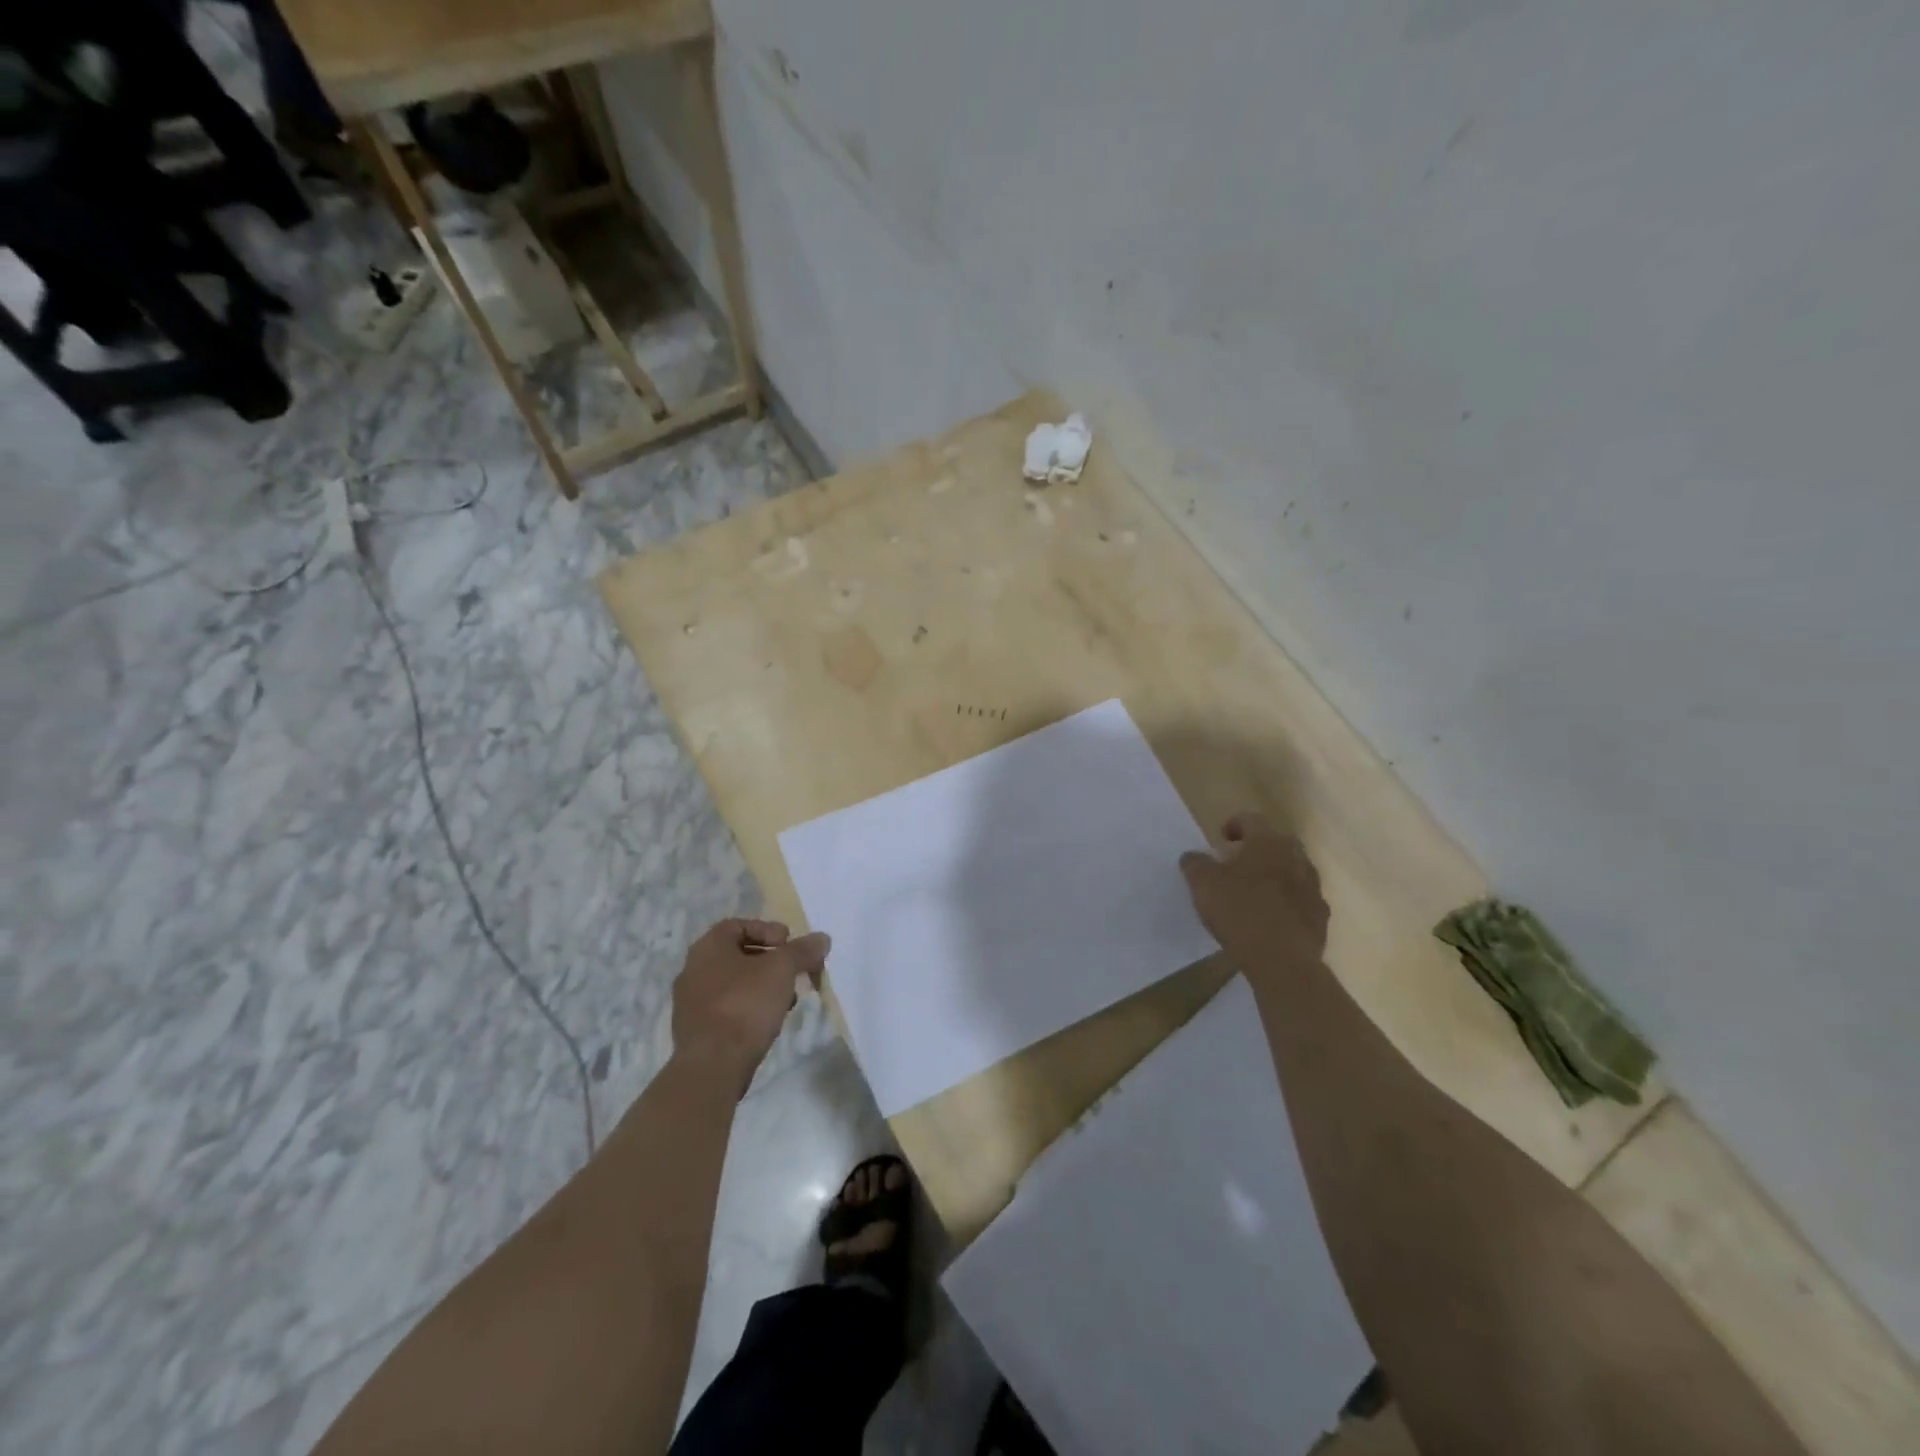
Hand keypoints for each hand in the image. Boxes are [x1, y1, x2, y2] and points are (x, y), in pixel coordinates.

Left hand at [671, 918, 831, 1086]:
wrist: (712, 1066)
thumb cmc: (745, 1005)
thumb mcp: (781, 970)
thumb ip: (802, 950)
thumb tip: (821, 938)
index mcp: (708, 947)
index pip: (738, 925)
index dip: (767, 929)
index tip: (789, 943)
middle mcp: (693, 969)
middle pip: (737, 954)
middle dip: (769, 960)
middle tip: (793, 970)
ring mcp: (691, 1002)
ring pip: (733, 983)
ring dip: (762, 985)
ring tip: (787, 999)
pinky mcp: (696, 1030)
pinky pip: (727, 1008)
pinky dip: (749, 1007)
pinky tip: (768, 1021)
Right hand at [1179, 814, 1329, 967]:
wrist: (1282, 961)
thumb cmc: (1239, 912)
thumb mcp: (1203, 884)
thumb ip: (1195, 864)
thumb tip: (1193, 856)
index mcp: (1268, 843)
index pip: (1251, 820)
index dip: (1233, 825)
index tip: (1221, 840)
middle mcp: (1296, 858)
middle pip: (1276, 843)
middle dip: (1257, 850)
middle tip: (1236, 864)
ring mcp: (1313, 888)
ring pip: (1292, 871)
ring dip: (1274, 875)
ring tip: (1253, 892)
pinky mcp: (1320, 916)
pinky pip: (1301, 900)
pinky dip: (1286, 902)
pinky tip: (1271, 919)